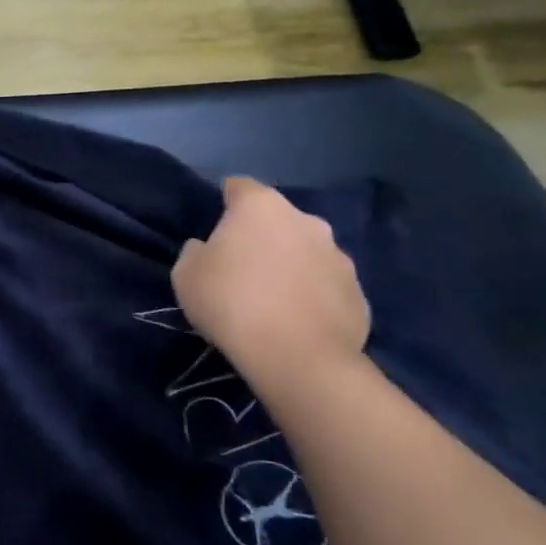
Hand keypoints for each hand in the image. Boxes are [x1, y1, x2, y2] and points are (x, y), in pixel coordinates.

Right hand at [172, 177, 370, 394]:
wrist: (298, 358)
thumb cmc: (232, 303)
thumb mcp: (186, 275)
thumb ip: (196, 252)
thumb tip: (207, 249)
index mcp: (261, 206)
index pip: (239, 187)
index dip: (224, 203)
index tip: (214, 228)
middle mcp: (306, 220)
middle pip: (277, 220)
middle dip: (262, 236)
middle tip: (242, 268)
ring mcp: (339, 256)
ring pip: (306, 252)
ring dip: (291, 265)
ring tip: (273, 300)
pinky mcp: (359, 293)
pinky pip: (327, 286)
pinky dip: (313, 296)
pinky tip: (297, 322)